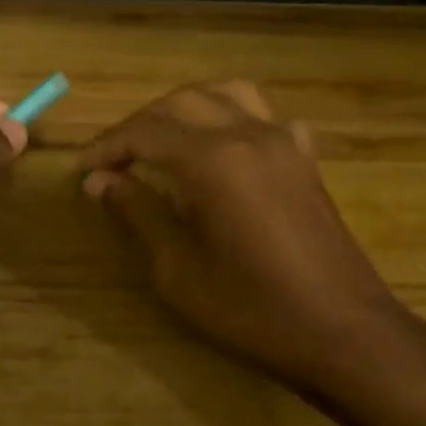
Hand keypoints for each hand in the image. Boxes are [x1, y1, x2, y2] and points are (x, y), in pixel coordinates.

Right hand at [81, 80, 399, 391]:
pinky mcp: (305, 160)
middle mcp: (248, 135)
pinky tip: (227, 147)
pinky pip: (267, 116)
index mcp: (212, 160)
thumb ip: (139, 214)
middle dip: (140, 124)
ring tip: (163, 138)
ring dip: (186, 107)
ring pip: (227, 93)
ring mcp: (284, 142)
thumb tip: (98, 181)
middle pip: (181, 102)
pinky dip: (235, 118)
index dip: (108, 147)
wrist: (343, 331)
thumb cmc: (251, 309)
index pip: (145, 132)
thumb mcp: (178, 270)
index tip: (83, 170)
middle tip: (115, 160)